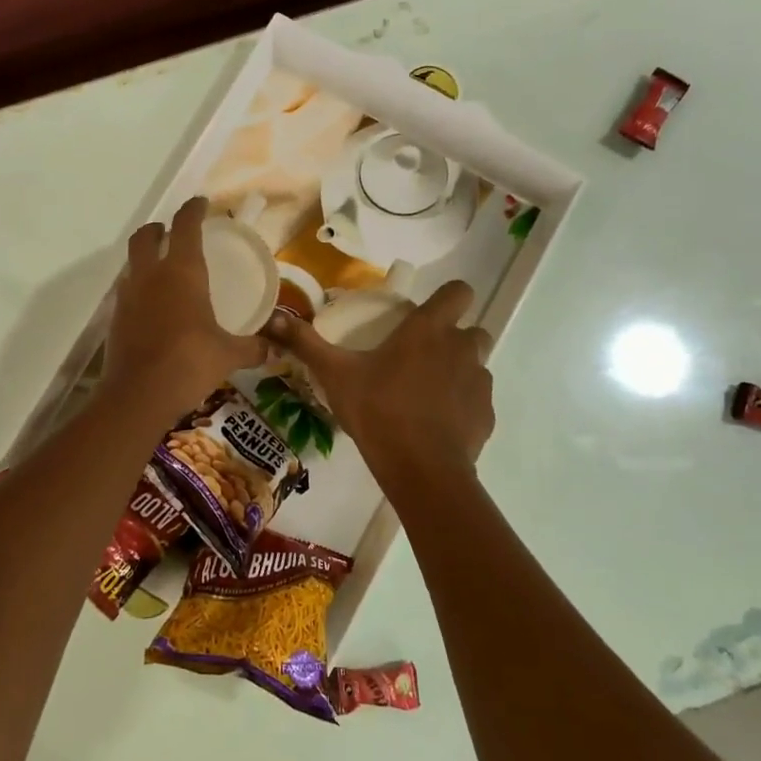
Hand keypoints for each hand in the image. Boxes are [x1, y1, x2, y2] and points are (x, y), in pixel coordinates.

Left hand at [102, 197, 267, 412]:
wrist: (139, 395)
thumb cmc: (190, 363)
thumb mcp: (228, 355)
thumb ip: (252, 348)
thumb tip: (273, 350)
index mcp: (182, 272)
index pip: (185, 226)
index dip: (193, 210)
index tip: (201, 203)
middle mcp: (151, 275)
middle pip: (146, 237)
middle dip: (158, 229)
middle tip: (171, 232)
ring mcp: (128, 296)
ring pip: (132, 263)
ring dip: (145, 259)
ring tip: (163, 270)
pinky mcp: (115, 319)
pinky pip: (127, 292)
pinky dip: (138, 289)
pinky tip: (152, 307)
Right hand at [267, 280, 493, 474]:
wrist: (421, 469)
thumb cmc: (378, 411)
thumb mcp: (335, 375)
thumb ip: (307, 344)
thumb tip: (274, 318)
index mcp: (429, 329)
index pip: (459, 291)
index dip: (448, 296)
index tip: (427, 313)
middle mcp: (462, 348)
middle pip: (472, 329)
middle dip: (454, 337)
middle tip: (422, 356)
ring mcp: (479, 382)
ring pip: (476, 364)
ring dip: (458, 371)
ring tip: (427, 393)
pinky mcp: (486, 414)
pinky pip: (477, 400)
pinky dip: (462, 406)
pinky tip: (437, 424)